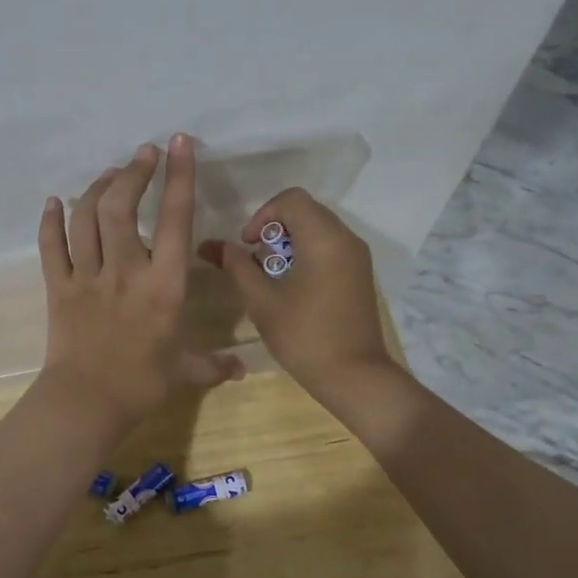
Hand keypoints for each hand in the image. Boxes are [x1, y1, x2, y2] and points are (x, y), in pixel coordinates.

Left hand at [37, 135, 242, 432]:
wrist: (86, 404)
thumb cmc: (141, 385)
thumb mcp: (185, 372)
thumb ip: (214, 364)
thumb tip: (243, 369)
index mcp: (163, 284)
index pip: (176, 220)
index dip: (179, 177)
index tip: (178, 144)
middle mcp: (125, 270)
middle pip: (122, 206)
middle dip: (134, 173)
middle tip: (143, 154)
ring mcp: (87, 276)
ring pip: (86, 218)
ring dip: (98, 188)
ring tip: (111, 175)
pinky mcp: (58, 287)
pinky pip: (50, 246)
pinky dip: (50, 220)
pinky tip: (54, 202)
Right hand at [198, 189, 398, 403]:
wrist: (354, 377)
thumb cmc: (304, 336)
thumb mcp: (262, 301)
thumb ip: (238, 267)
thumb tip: (217, 247)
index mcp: (324, 238)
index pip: (291, 200)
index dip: (263, 215)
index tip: (248, 245)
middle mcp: (346, 239)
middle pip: (305, 211)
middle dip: (274, 229)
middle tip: (256, 261)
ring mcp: (357, 257)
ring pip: (318, 228)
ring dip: (290, 242)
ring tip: (271, 276)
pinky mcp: (360, 274)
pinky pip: (330, 246)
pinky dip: (307, 254)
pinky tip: (292, 286)